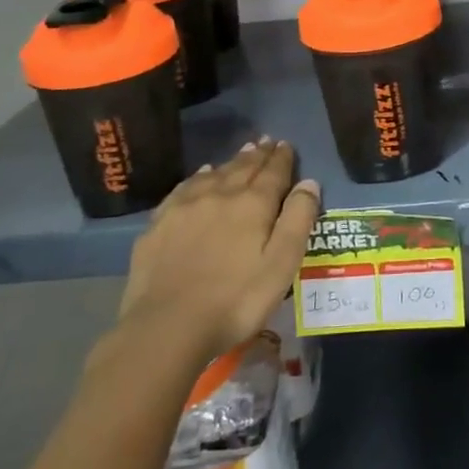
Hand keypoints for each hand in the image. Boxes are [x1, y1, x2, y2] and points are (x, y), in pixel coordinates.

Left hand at [102, 138, 319, 374]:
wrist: (166, 327)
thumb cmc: (235, 301)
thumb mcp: (281, 265)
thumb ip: (298, 220)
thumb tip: (309, 182)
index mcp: (253, 204)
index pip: (273, 172)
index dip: (282, 158)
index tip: (285, 144)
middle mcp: (220, 194)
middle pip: (243, 167)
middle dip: (258, 154)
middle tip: (266, 141)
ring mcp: (185, 207)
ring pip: (214, 174)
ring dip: (231, 162)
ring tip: (241, 153)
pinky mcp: (159, 223)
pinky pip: (184, 188)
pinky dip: (198, 177)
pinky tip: (201, 176)